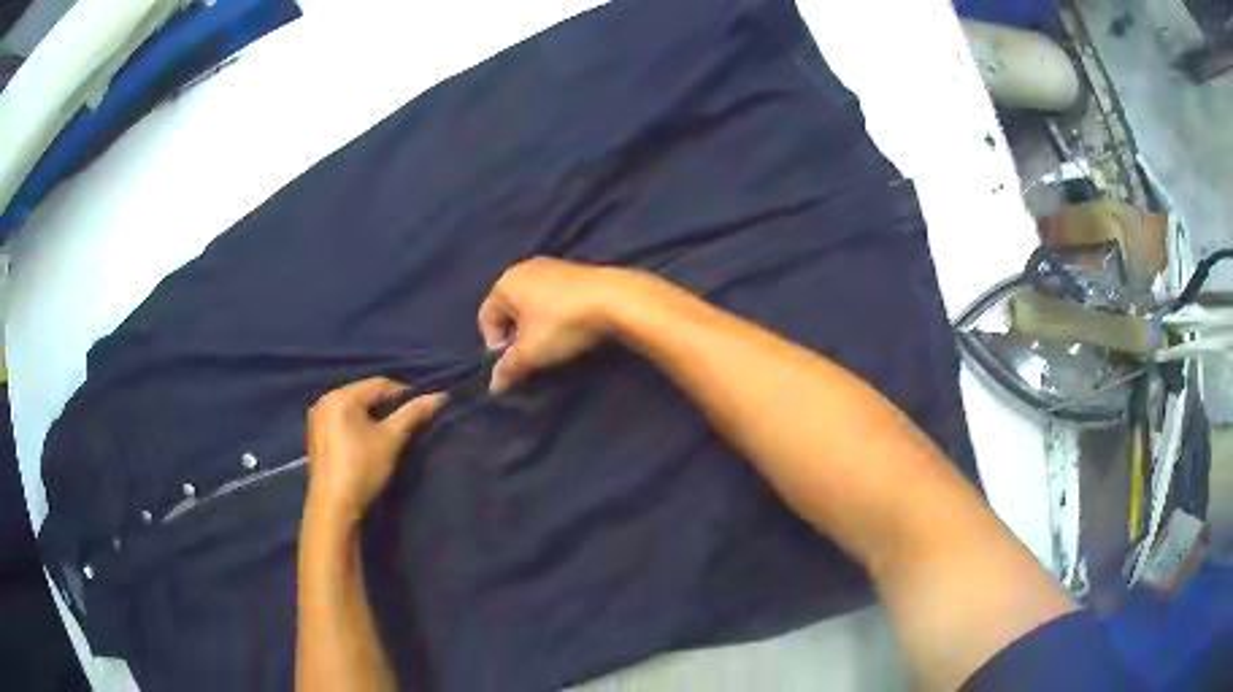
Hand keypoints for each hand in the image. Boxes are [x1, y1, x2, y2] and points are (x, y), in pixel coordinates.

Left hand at [306, 377, 445, 522]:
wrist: (335, 507)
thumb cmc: (362, 469)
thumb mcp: (391, 440)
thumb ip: (413, 414)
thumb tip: (440, 396)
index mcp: (340, 396)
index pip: (379, 384)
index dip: (404, 394)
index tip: (422, 409)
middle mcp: (324, 401)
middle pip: (364, 395)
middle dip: (387, 406)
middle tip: (407, 422)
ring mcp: (316, 419)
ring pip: (353, 408)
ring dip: (372, 416)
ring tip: (390, 433)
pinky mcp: (315, 436)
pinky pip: (341, 421)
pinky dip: (357, 426)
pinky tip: (367, 442)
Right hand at [478, 257, 624, 392]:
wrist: (614, 299)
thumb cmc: (563, 323)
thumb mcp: (531, 352)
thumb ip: (508, 368)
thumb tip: (493, 386)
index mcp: (505, 283)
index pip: (486, 317)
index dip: (495, 343)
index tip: (513, 360)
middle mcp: (523, 269)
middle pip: (507, 307)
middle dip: (514, 333)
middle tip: (529, 353)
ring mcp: (550, 266)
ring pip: (529, 301)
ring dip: (533, 324)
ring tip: (549, 342)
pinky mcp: (572, 270)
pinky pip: (550, 295)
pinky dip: (551, 312)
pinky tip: (567, 327)